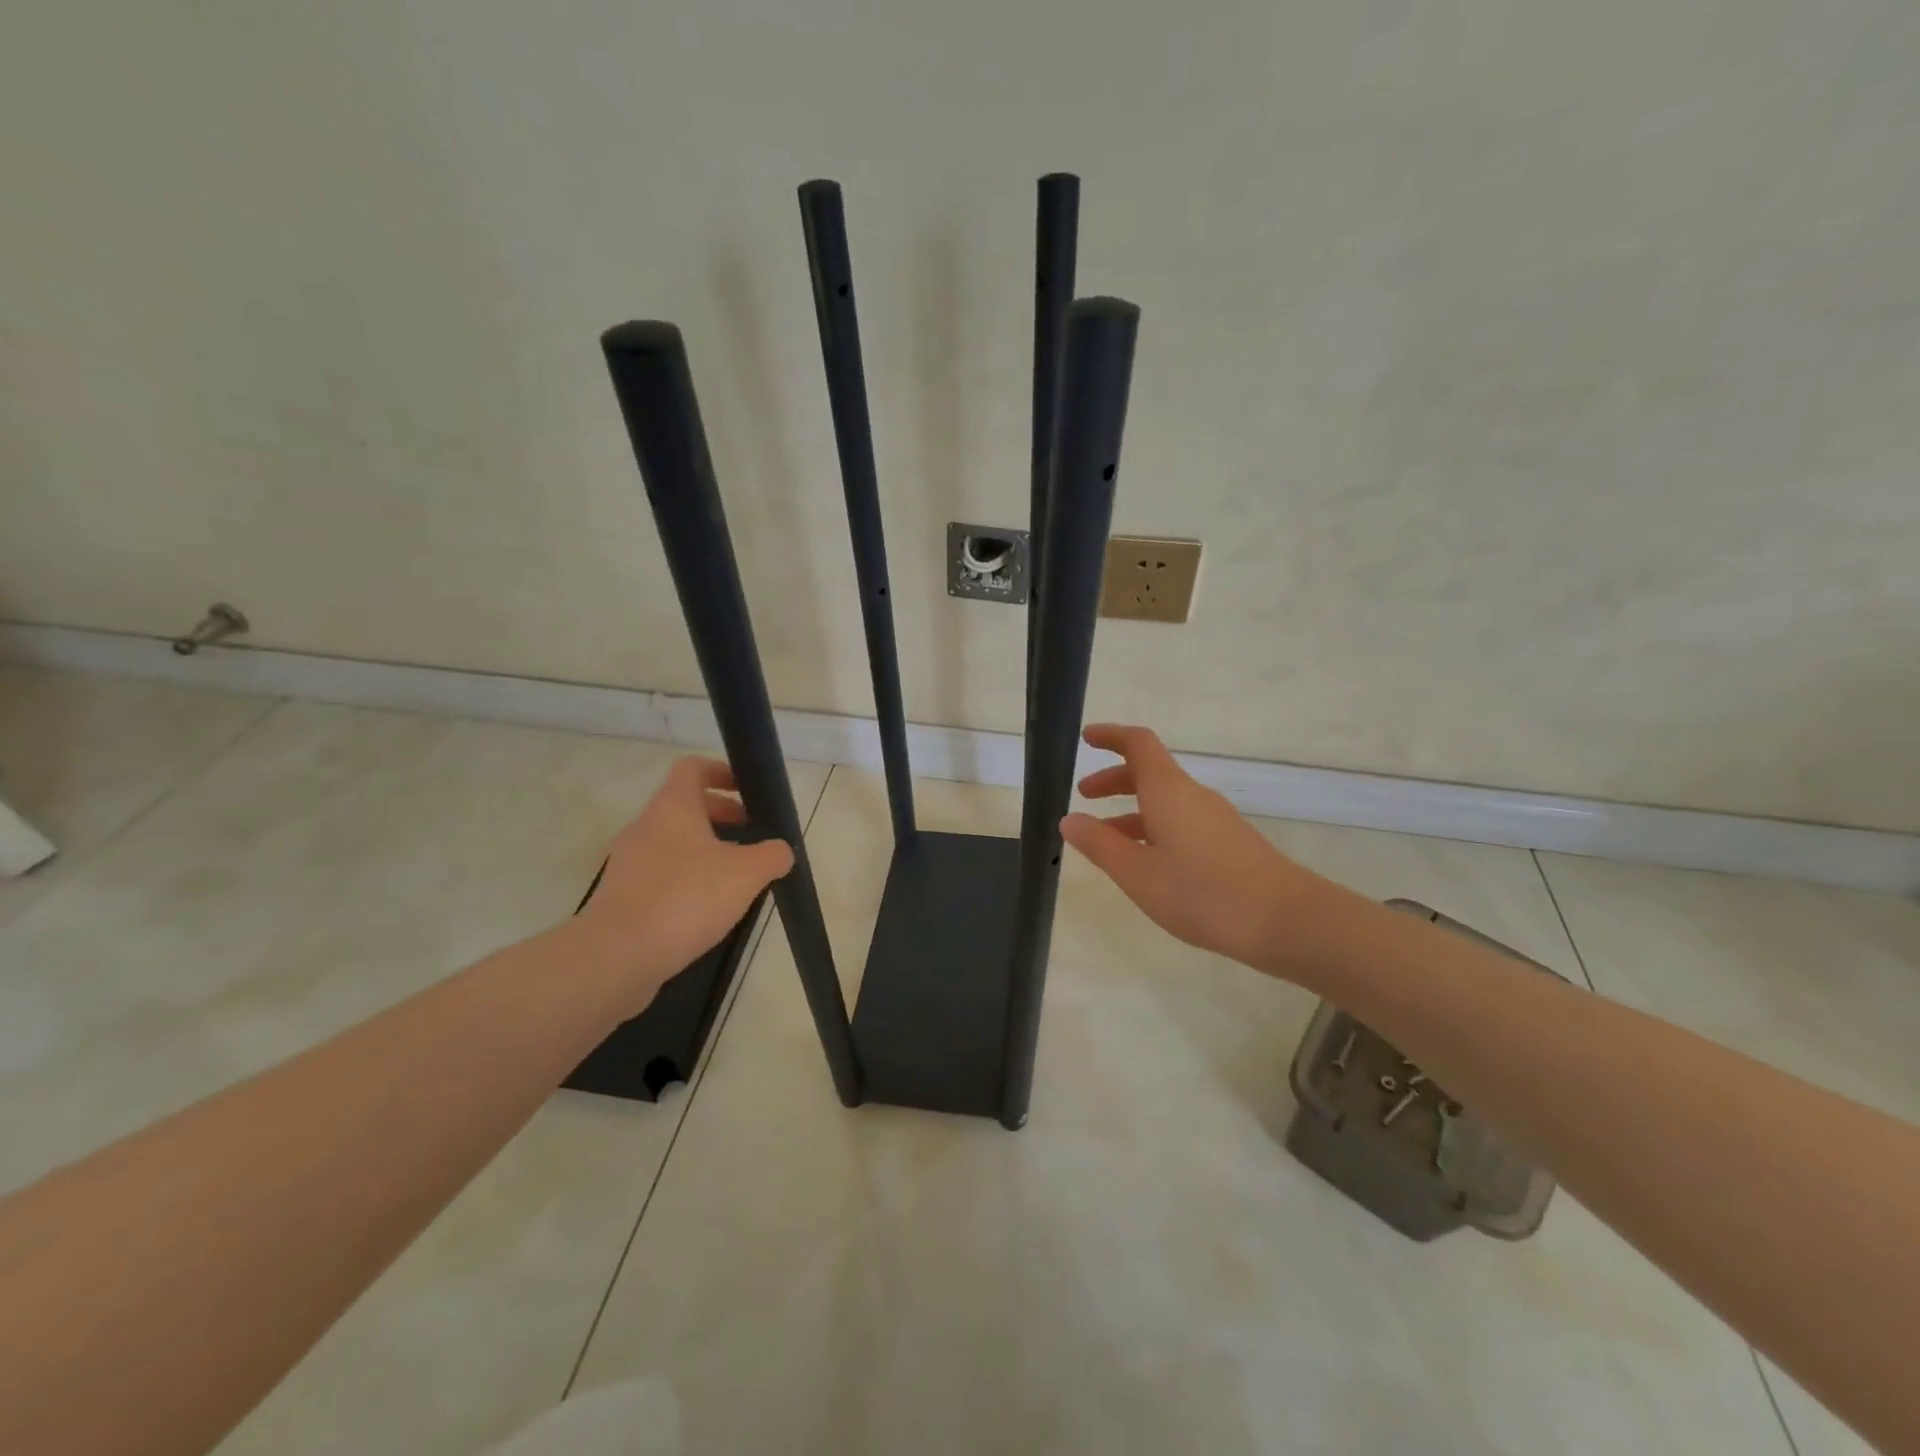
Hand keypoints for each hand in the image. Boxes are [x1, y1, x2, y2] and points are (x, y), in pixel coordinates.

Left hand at [574, 757, 794, 1003]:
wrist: (617, 955)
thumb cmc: (687, 898)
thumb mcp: (747, 874)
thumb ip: (772, 855)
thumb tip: (781, 851)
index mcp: (672, 807)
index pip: (692, 768)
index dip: (721, 772)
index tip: (746, 791)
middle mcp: (645, 826)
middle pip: (684, 805)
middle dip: (721, 815)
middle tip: (752, 836)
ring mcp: (628, 861)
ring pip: (672, 841)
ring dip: (704, 849)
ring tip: (734, 876)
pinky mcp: (621, 895)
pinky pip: (659, 873)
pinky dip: (685, 878)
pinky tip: (706, 907)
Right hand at [1061, 724, 1337, 978]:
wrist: (1286, 920)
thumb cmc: (1202, 892)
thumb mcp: (1138, 873)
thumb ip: (1100, 845)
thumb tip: (1070, 819)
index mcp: (1168, 790)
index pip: (1138, 744)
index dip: (1111, 736)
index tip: (1086, 738)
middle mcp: (1192, 796)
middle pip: (1149, 772)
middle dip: (1114, 779)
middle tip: (1084, 795)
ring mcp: (1215, 819)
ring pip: (1165, 801)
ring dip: (1131, 810)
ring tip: (1105, 840)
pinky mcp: (1229, 843)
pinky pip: (1181, 822)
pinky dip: (1154, 829)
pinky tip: (1146, 864)